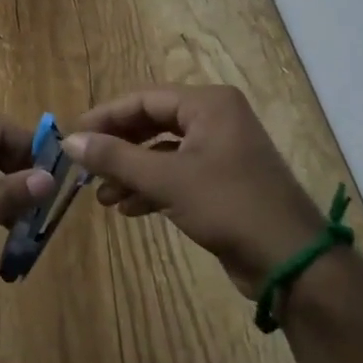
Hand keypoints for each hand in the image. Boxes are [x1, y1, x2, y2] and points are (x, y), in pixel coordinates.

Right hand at [66, 86, 323, 297]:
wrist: (293, 263)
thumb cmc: (229, 206)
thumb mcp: (166, 180)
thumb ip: (115, 157)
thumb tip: (69, 141)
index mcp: (208, 104)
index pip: (143, 99)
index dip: (105, 117)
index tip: (73, 136)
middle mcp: (216, 118)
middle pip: (152, 123)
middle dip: (118, 147)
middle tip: (85, 167)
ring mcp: (221, 150)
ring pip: (163, 151)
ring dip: (131, 171)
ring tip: (103, 196)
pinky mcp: (224, 181)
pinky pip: (177, 173)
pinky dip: (152, 187)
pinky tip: (129, 209)